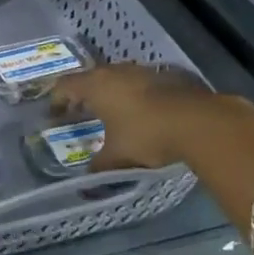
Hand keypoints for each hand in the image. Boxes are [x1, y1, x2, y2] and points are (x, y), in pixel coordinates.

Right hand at [50, 63, 232, 168]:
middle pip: (91, 78)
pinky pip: (141, 83)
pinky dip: (135, 95)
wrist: (198, 121)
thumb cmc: (147, 135)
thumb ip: (100, 167)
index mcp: (96, 85)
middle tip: (80, 112)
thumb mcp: (118, 156)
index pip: (65, 85)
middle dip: (84, 94)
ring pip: (118, 78)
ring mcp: (143, 71)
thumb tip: (87, 183)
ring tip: (112, 112)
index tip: (55, 114)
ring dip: (111, 92)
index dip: (57, 99)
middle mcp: (116, 71)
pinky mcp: (166, 75)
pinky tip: (143, 112)